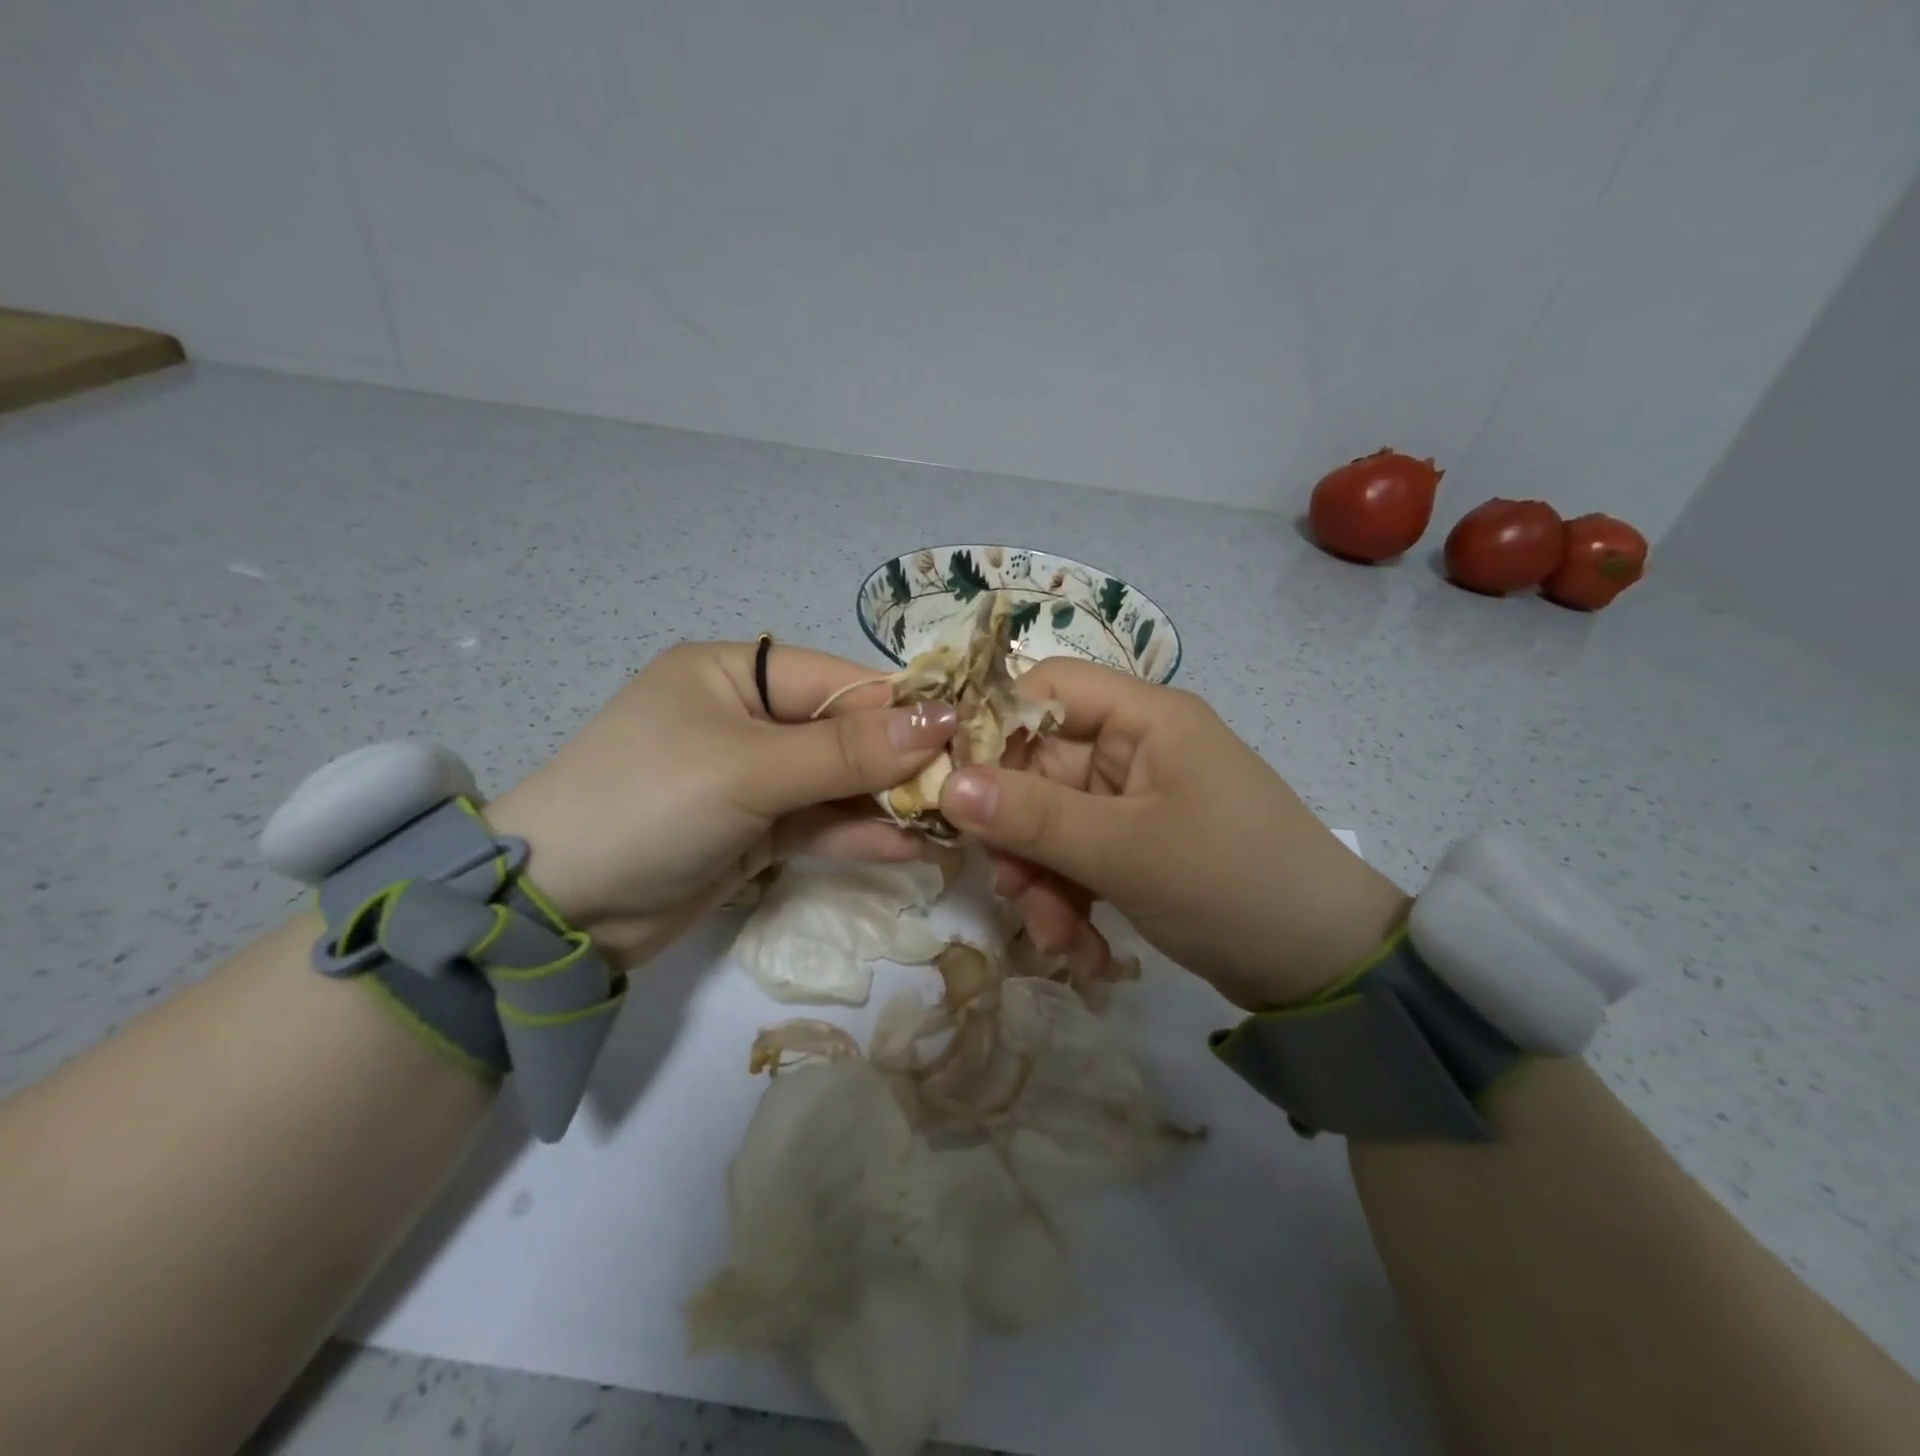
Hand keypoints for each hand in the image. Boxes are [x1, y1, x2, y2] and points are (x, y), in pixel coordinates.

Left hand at [487, 641, 955, 966]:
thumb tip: (940, 721)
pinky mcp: (756, 831)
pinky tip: (910, 847)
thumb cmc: (648, 804)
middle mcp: (748, 718)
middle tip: (965, 787)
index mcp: (735, 673)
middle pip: (843, 732)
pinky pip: (819, 823)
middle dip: (900, 761)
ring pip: (837, 782)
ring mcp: (753, 778)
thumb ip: (846, 750)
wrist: (558, 911)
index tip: (964, 734)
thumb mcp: (748, 768)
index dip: (900, 706)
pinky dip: (859, 834)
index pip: (837, 681)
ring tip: (950, 822)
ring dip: (887, 803)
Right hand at [937, 659, 1409, 1009]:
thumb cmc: (1233, 884)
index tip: (952, 785)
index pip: (1045, 689)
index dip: (992, 727)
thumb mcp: (1126, 851)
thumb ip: (1033, 817)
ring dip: (1042, 880)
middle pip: (1039, 767)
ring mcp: (1134, 800)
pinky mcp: (1137, 846)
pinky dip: (1069, 901)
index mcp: (1144, 717)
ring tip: (1057, 938)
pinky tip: (1082, 950)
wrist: (1326, 969)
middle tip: (1008, 885)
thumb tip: (948, 786)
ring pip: (1051, 823)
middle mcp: (1135, 747)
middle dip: (1019, 834)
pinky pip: (1077, 859)